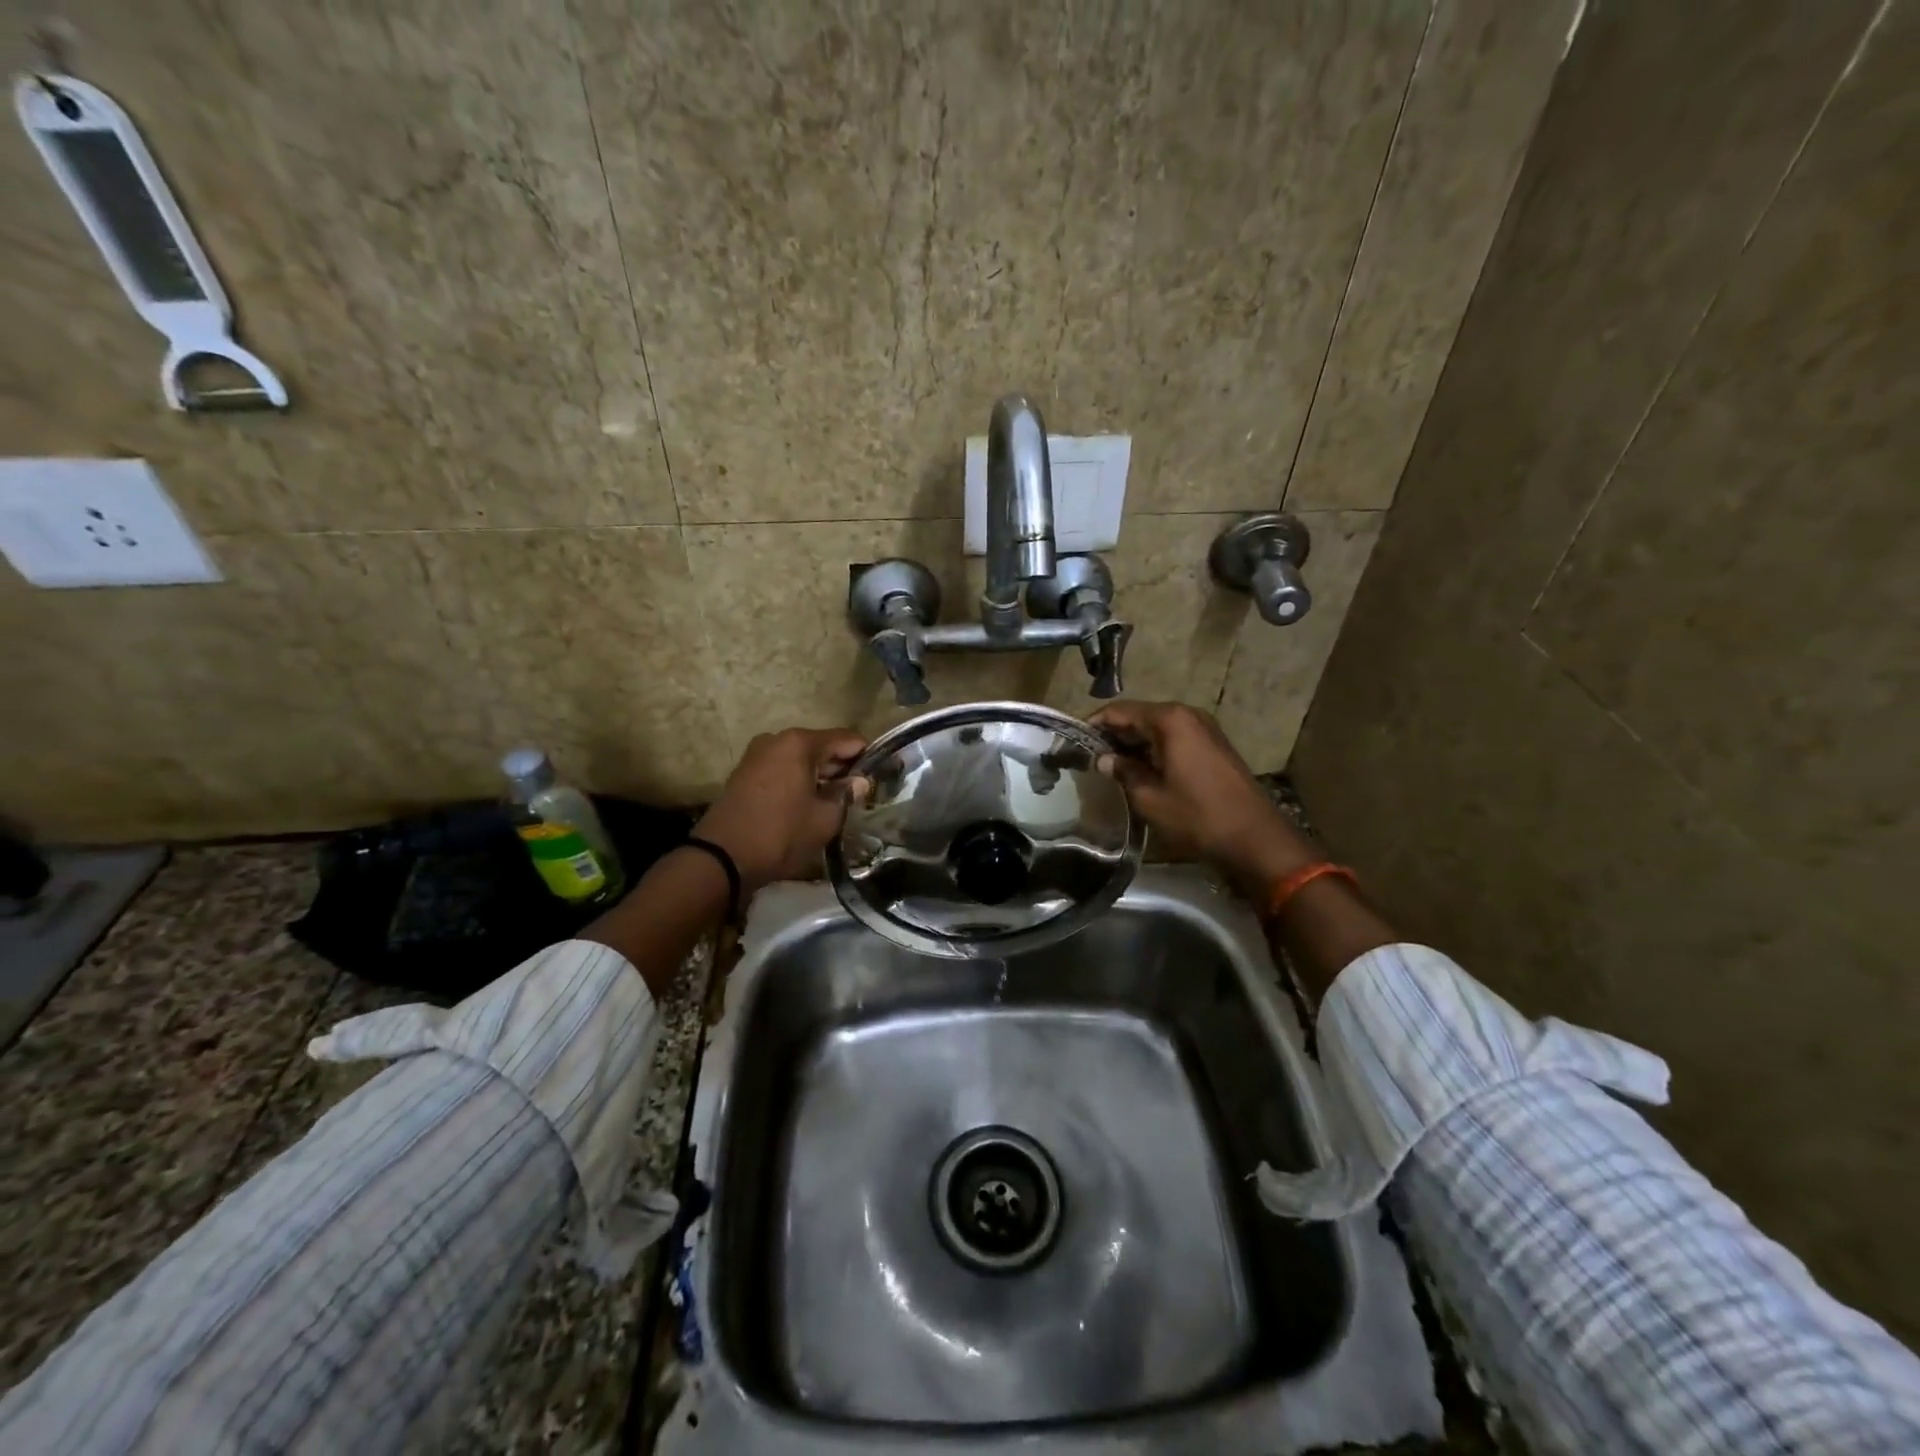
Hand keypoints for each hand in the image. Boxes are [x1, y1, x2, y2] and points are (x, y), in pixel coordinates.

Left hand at [694, 727, 867, 893]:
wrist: (722, 857)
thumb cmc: (781, 833)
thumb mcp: (825, 818)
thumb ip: (846, 795)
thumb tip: (859, 782)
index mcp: (800, 742)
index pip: (847, 739)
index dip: (866, 755)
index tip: (879, 776)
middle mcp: (777, 739)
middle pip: (822, 746)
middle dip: (842, 767)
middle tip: (859, 793)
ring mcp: (757, 755)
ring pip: (801, 758)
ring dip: (819, 775)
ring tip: (835, 802)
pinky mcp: (745, 773)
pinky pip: (782, 768)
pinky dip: (798, 780)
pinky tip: (807, 803)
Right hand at [1088, 701, 1314, 898]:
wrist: (1254, 838)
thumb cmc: (1196, 815)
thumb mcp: (1149, 797)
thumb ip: (1123, 772)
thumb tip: (1103, 759)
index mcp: (1169, 720)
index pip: (1119, 711)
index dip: (1094, 724)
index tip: (1072, 741)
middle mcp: (1187, 715)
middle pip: (1138, 716)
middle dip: (1113, 734)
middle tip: (1087, 756)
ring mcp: (1203, 729)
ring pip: (1156, 729)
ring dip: (1133, 744)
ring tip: (1108, 766)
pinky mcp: (1212, 746)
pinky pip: (1173, 739)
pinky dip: (1153, 750)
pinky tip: (1139, 771)